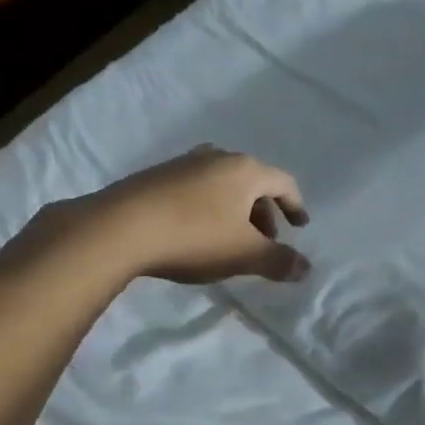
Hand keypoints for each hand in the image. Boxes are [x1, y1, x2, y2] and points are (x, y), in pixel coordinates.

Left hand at [44, 146, 310, 285]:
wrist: (120, 227)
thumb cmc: (194, 236)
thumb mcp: (243, 254)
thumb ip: (278, 260)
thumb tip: (305, 267)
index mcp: (244, 169)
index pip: (282, 181)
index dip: (295, 205)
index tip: (299, 226)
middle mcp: (216, 157)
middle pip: (251, 181)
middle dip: (263, 211)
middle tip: (264, 240)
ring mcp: (183, 163)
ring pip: (221, 184)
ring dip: (234, 210)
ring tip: (229, 240)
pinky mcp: (155, 176)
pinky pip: (195, 189)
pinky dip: (207, 208)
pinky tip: (194, 233)